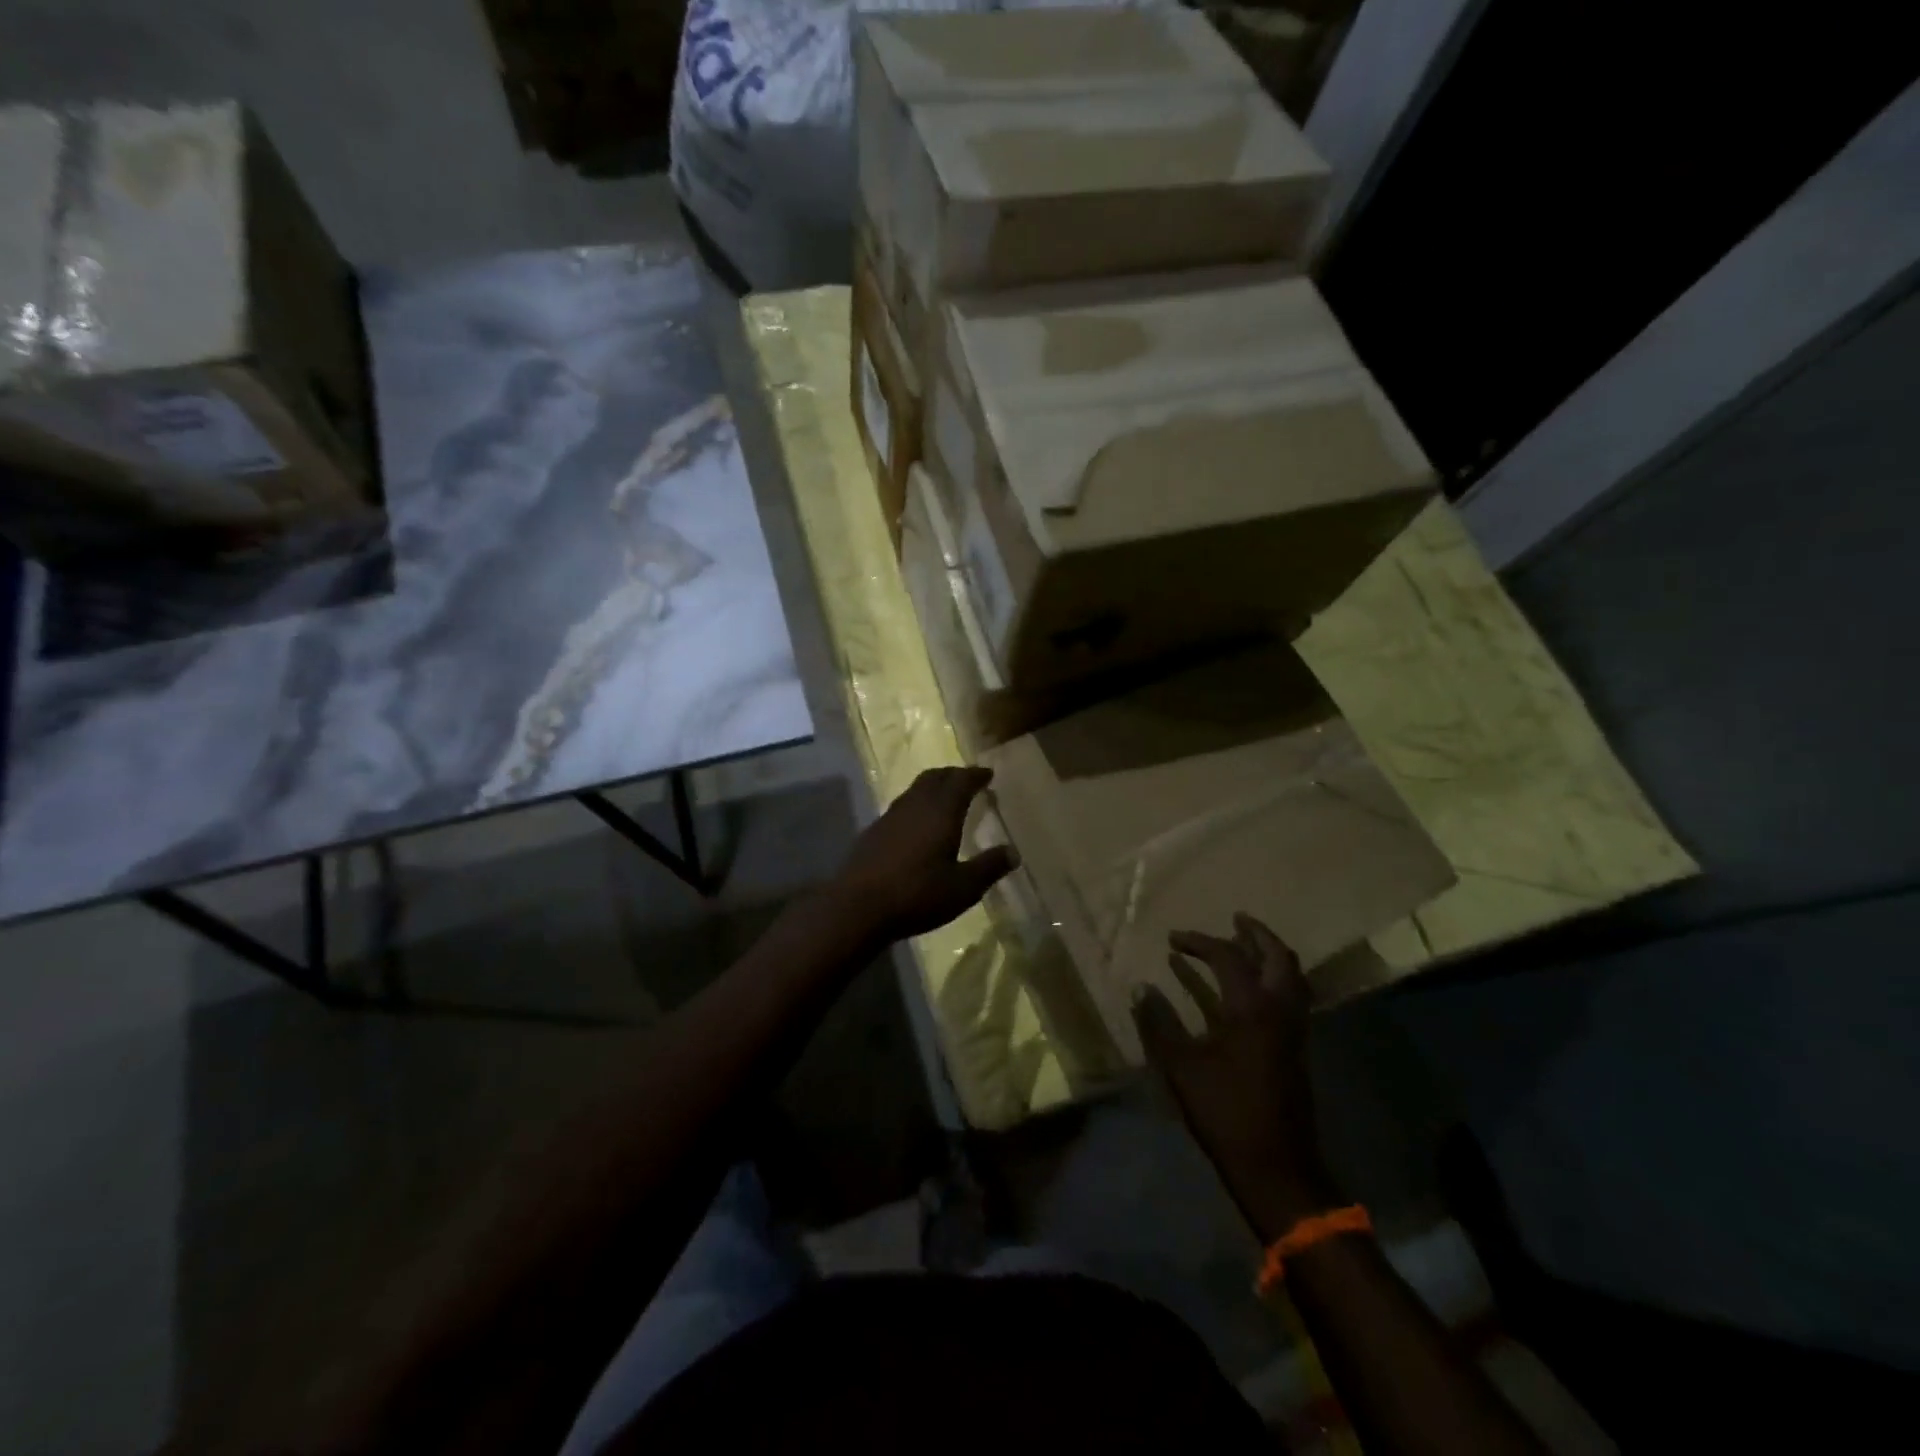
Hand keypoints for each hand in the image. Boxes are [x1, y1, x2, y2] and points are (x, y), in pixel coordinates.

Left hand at [833, 767, 1015, 942]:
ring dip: (933, 787)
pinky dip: (916, 804)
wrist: (857, 906)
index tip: (988, 773)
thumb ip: (989, 867)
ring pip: (915, 789)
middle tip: (967, 780)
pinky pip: (901, 806)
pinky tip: (917, 825)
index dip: (976, 775)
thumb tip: (1013, 852)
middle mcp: (915, 805)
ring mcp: (890, 816)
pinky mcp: (873, 831)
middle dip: (953, 775)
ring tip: (945, 798)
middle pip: (935, 777)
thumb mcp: (963, 888)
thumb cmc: (917, 894)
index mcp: (941, 811)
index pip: (961, 781)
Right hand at [1134, 914, 1339, 1241]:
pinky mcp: (1297, 1049)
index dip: (1198, 942)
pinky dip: (1275, 979)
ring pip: (1292, 977)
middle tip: (1235, 919)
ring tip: (1246, 944)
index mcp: (1251, 1008)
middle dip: (1256, 934)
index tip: (1172, 939)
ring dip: (1270, 954)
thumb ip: (1159, 1023)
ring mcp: (1295, 1030)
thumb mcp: (1182, 1067)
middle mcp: (1280, 1010)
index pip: (1227, 957)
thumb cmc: (1225, 1112)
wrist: (1277, 1166)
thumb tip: (1141, 987)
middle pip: (1278, 957)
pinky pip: (1293, 997)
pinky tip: (1254, 989)